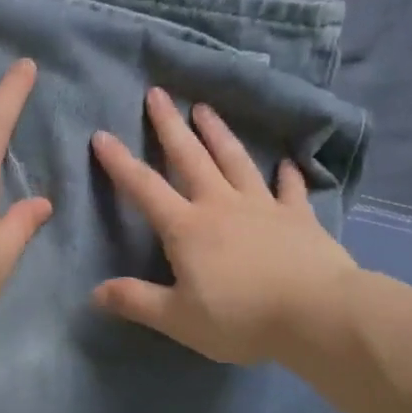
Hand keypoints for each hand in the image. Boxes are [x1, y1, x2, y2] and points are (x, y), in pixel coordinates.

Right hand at [90, 87, 361, 366]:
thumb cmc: (240, 318)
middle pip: (190, 157)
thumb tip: (95, 293)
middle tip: (157, 93)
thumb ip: (136, 301)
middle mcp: (220, 205)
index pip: (144, 188)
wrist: (316, 314)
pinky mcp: (298, 216)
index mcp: (187, 227)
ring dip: (218, 132)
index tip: (101, 135)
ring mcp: (262, 206)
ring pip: (235, 160)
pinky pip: (290, 189)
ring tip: (204, 108)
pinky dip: (286, 174)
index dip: (120, 162)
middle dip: (170, 125)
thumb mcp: (178, 319)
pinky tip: (285, 162)